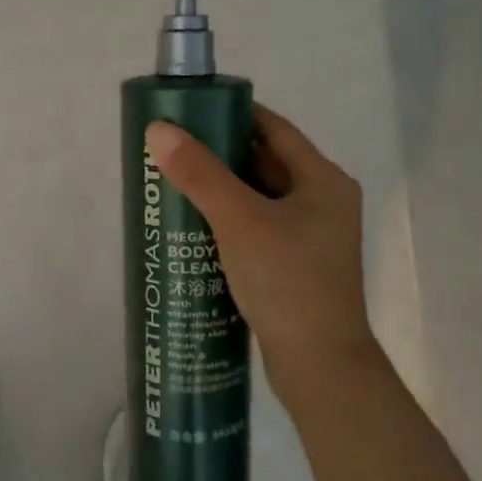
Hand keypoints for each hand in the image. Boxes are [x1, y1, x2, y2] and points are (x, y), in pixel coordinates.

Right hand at [144, 104, 377, 410]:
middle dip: (217, 155)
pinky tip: (192, 227)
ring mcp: (310, 236)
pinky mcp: (294, 264)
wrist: (320, 368)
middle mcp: (322, 201)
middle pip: (263, 162)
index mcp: (323, 180)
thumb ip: (200, 174)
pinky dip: (227, 221)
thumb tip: (158, 129)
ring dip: (219, 190)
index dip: (231, 114)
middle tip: (170, 150)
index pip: (273, 128)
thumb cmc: (288, 282)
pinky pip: (256, 227)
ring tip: (172, 183)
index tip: (188, 112)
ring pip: (257, 198)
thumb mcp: (240, 221)